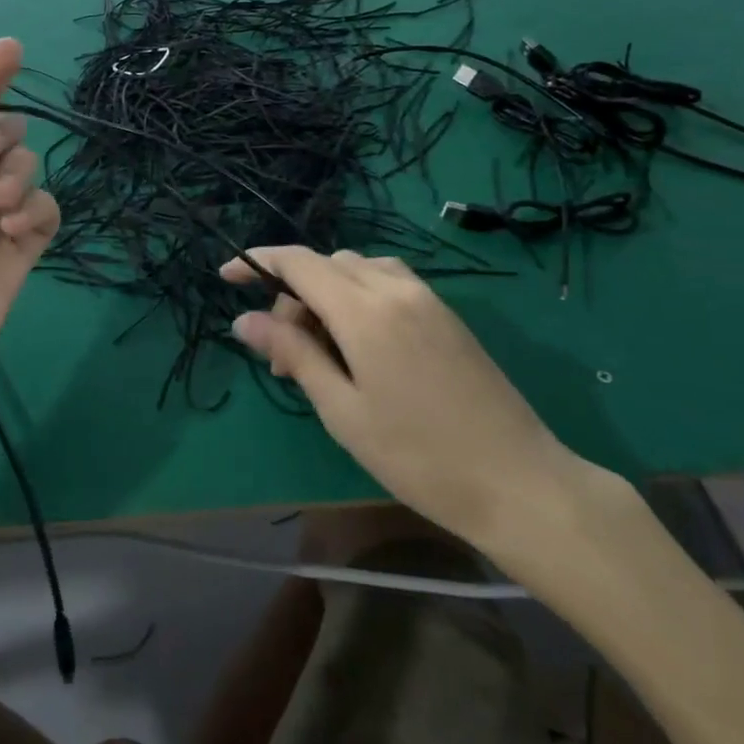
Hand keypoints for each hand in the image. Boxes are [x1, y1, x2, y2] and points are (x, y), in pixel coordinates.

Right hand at [222, 248, 613, 554]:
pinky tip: (358, 344)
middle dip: (292, 295)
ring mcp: (427, 298)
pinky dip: (358, 297)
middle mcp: (395, 289)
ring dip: (326, 294)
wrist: (517, 481)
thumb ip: (293, 354)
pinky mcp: (446, 314)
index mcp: (365, 310)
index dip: (258, 261)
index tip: (227, 276)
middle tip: (283, 358)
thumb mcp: (342, 409)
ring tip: (320, 351)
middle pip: (327, 265)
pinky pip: (387, 283)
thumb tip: (243, 320)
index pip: (299, 262)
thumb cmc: (418, 456)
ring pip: (358, 270)